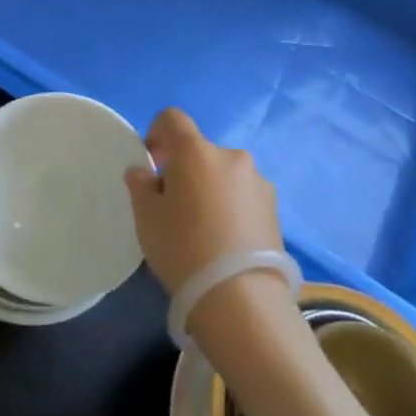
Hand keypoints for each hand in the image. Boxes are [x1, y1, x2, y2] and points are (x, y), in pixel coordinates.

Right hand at [123, 108, 281, 295]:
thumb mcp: (146, 216)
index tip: (151, 162)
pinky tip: (224, 240)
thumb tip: (144, 172)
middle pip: (200, 151)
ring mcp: (259, 183)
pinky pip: (243, 196)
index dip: (157, 133)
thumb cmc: (182, 246)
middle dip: (184, 168)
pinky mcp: (275, 209)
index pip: (173, 119)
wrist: (240, 296)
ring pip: (224, 174)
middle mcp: (232, 157)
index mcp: (196, 151)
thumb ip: (140, 185)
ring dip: (210, 188)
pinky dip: (230, 207)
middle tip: (172, 204)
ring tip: (202, 227)